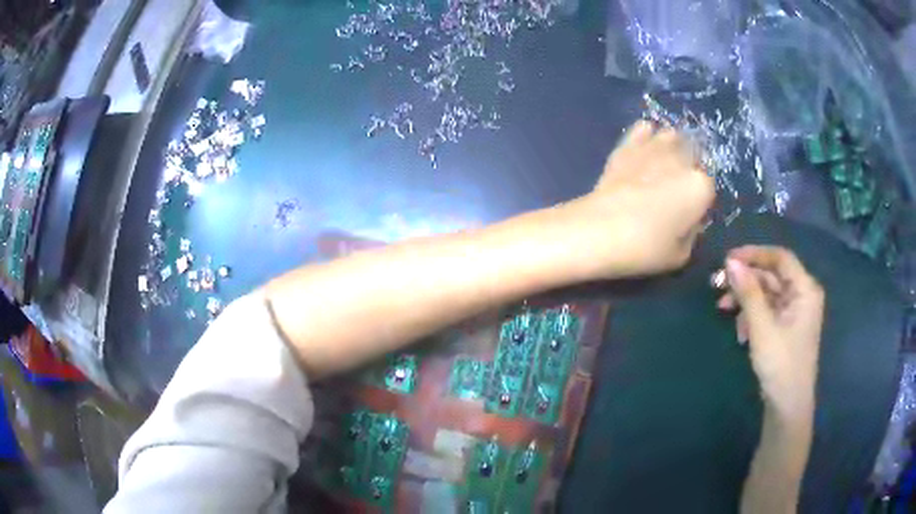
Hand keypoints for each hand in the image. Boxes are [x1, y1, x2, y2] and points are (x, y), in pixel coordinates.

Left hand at [559, 121, 714, 279]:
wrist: (600, 230)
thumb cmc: (646, 248)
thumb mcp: (680, 255)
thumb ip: (692, 234)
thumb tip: (689, 221)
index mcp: (700, 186)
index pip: (708, 187)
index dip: (700, 199)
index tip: (689, 211)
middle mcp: (682, 160)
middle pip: (693, 156)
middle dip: (689, 168)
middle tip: (676, 189)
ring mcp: (654, 147)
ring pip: (671, 136)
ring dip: (671, 148)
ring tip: (662, 166)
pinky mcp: (628, 144)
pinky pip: (643, 129)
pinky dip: (646, 136)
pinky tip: (642, 150)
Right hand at [717, 246, 823, 417]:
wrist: (787, 405)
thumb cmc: (780, 363)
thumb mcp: (762, 327)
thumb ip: (748, 292)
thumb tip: (730, 262)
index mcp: (805, 289)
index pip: (780, 258)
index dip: (754, 254)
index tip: (728, 259)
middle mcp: (801, 295)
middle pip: (771, 275)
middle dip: (745, 280)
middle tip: (718, 284)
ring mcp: (793, 312)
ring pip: (766, 293)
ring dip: (744, 298)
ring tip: (722, 307)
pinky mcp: (785, 327)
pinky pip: (766, 310)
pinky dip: (751, 315)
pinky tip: (739, 331)